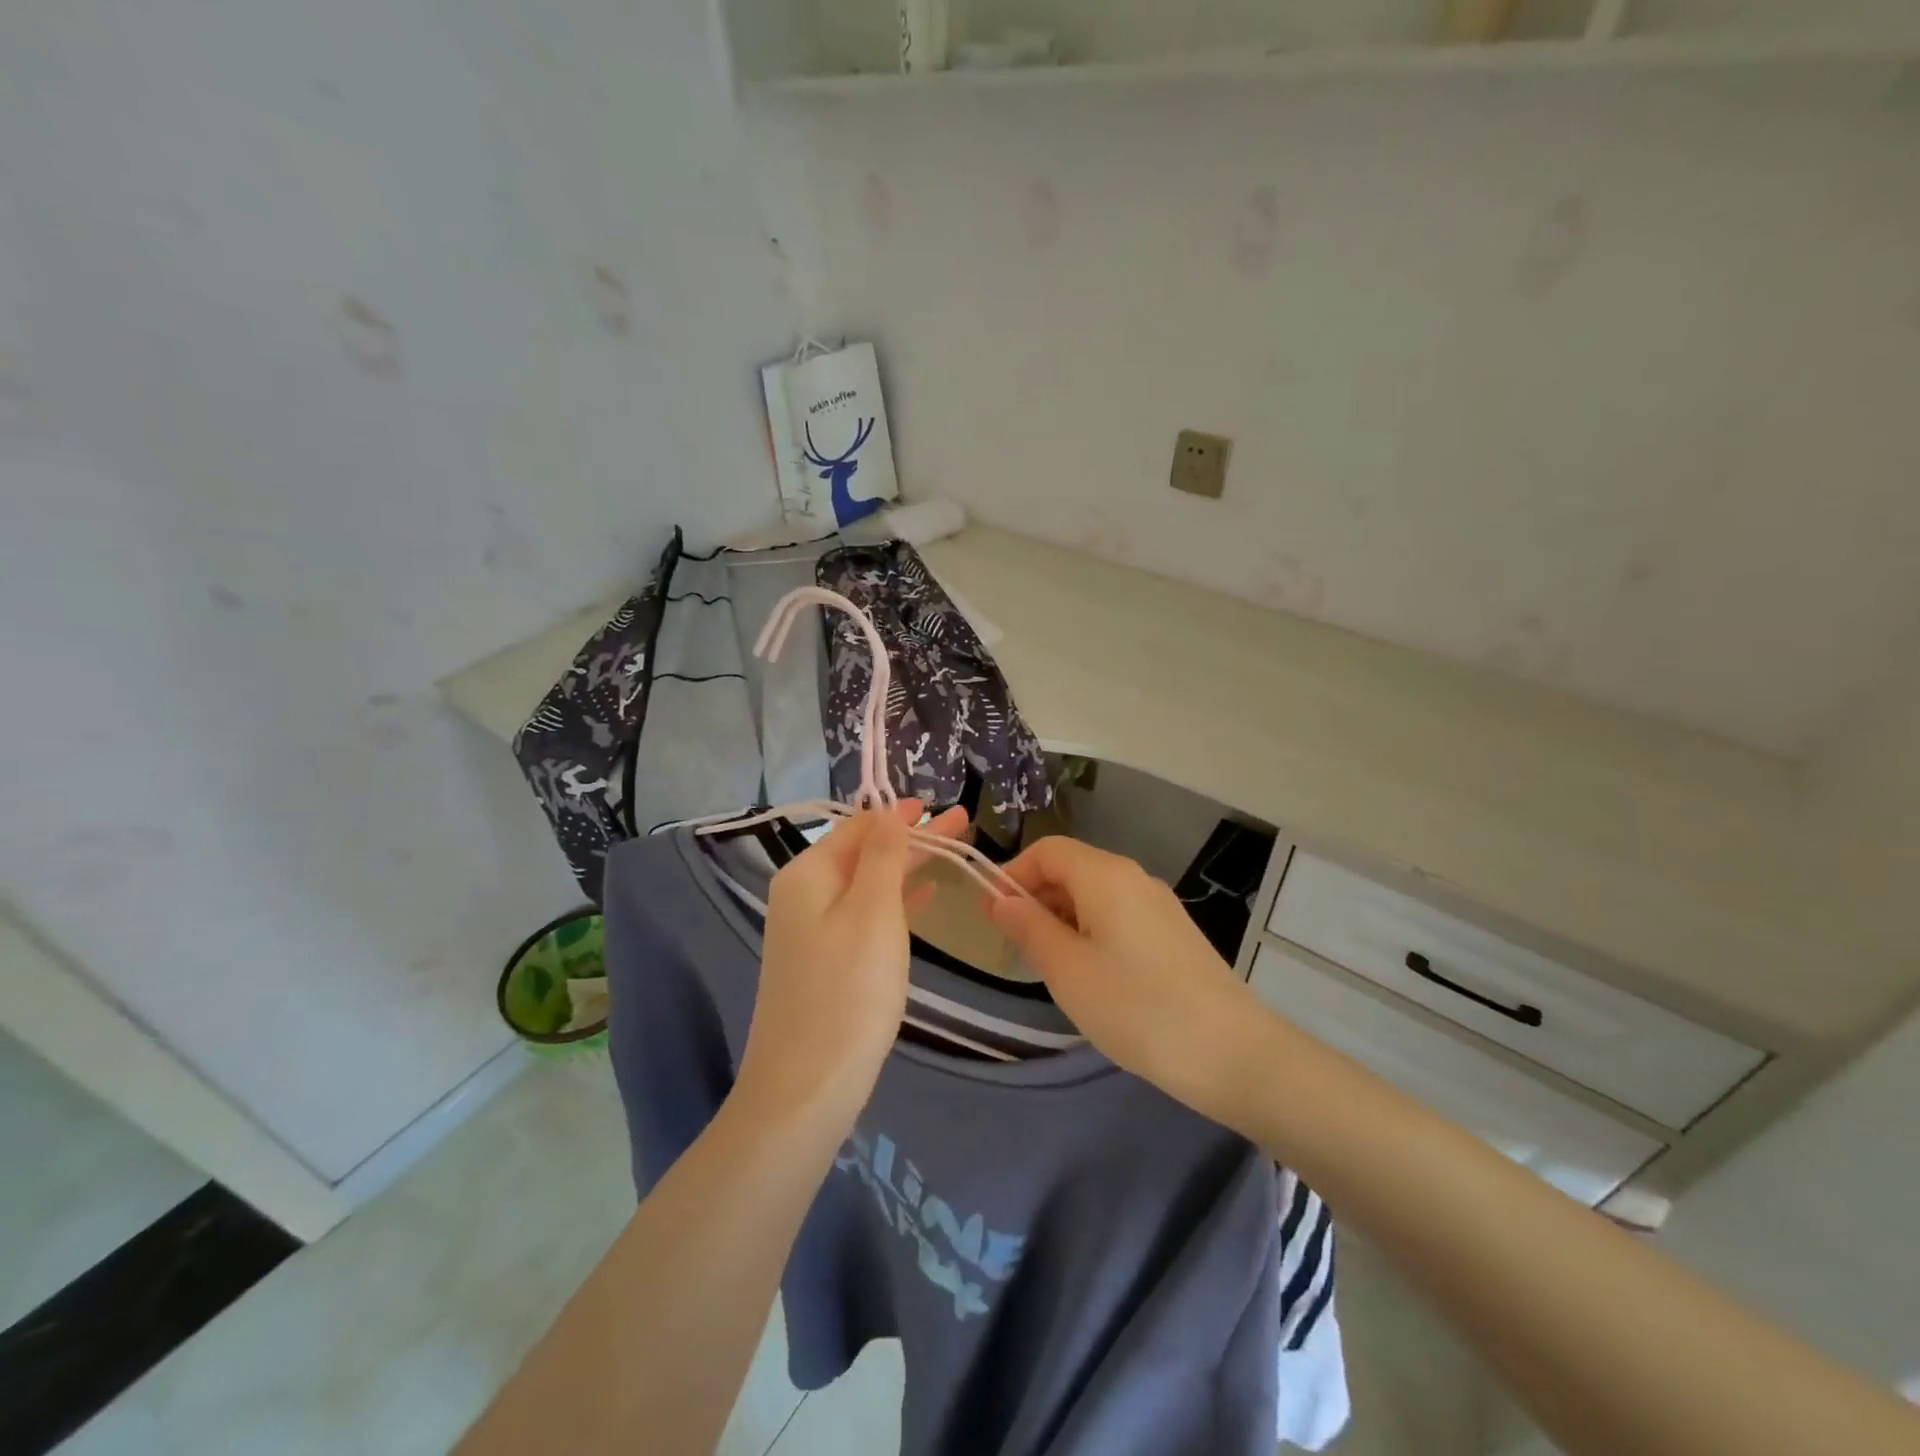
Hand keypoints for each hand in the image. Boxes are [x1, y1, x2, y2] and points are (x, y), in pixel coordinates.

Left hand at [739, 800, 966, 1125]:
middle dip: (913, 837)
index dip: (902, 814)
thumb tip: (889, 812)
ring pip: (868, 883)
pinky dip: (896, 900)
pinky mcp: (826, 960)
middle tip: (963, 823)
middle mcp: (803, 894)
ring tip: (952, 852)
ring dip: (908, 866)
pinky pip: (865, 914)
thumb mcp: (872, 913)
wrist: (807, 1088)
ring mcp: (812, 929)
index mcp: (808, 874)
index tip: (942, 804)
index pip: (860, 826)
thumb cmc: (847, 992)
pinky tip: (925, 896)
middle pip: (865, 852)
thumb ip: (883, 857)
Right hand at [987, 837, 1263, 1117]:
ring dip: (1063, 918)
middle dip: (1037, 898)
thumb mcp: (1066, 969)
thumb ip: (1028, 927)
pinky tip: (1093, 976)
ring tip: (1051, 967)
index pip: (1047, 850)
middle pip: (1072, 868)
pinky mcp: (1175, 934)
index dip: (1013, 873)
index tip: (993, 915)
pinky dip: (1092, 932)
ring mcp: (1160, 905)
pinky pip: (1121, 916)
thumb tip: (1000, 898)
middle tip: (1017, 947)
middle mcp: (1135, 878)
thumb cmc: (1135, 1006)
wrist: (1232, 1053)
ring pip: (1096, 895)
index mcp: (1105, 875)